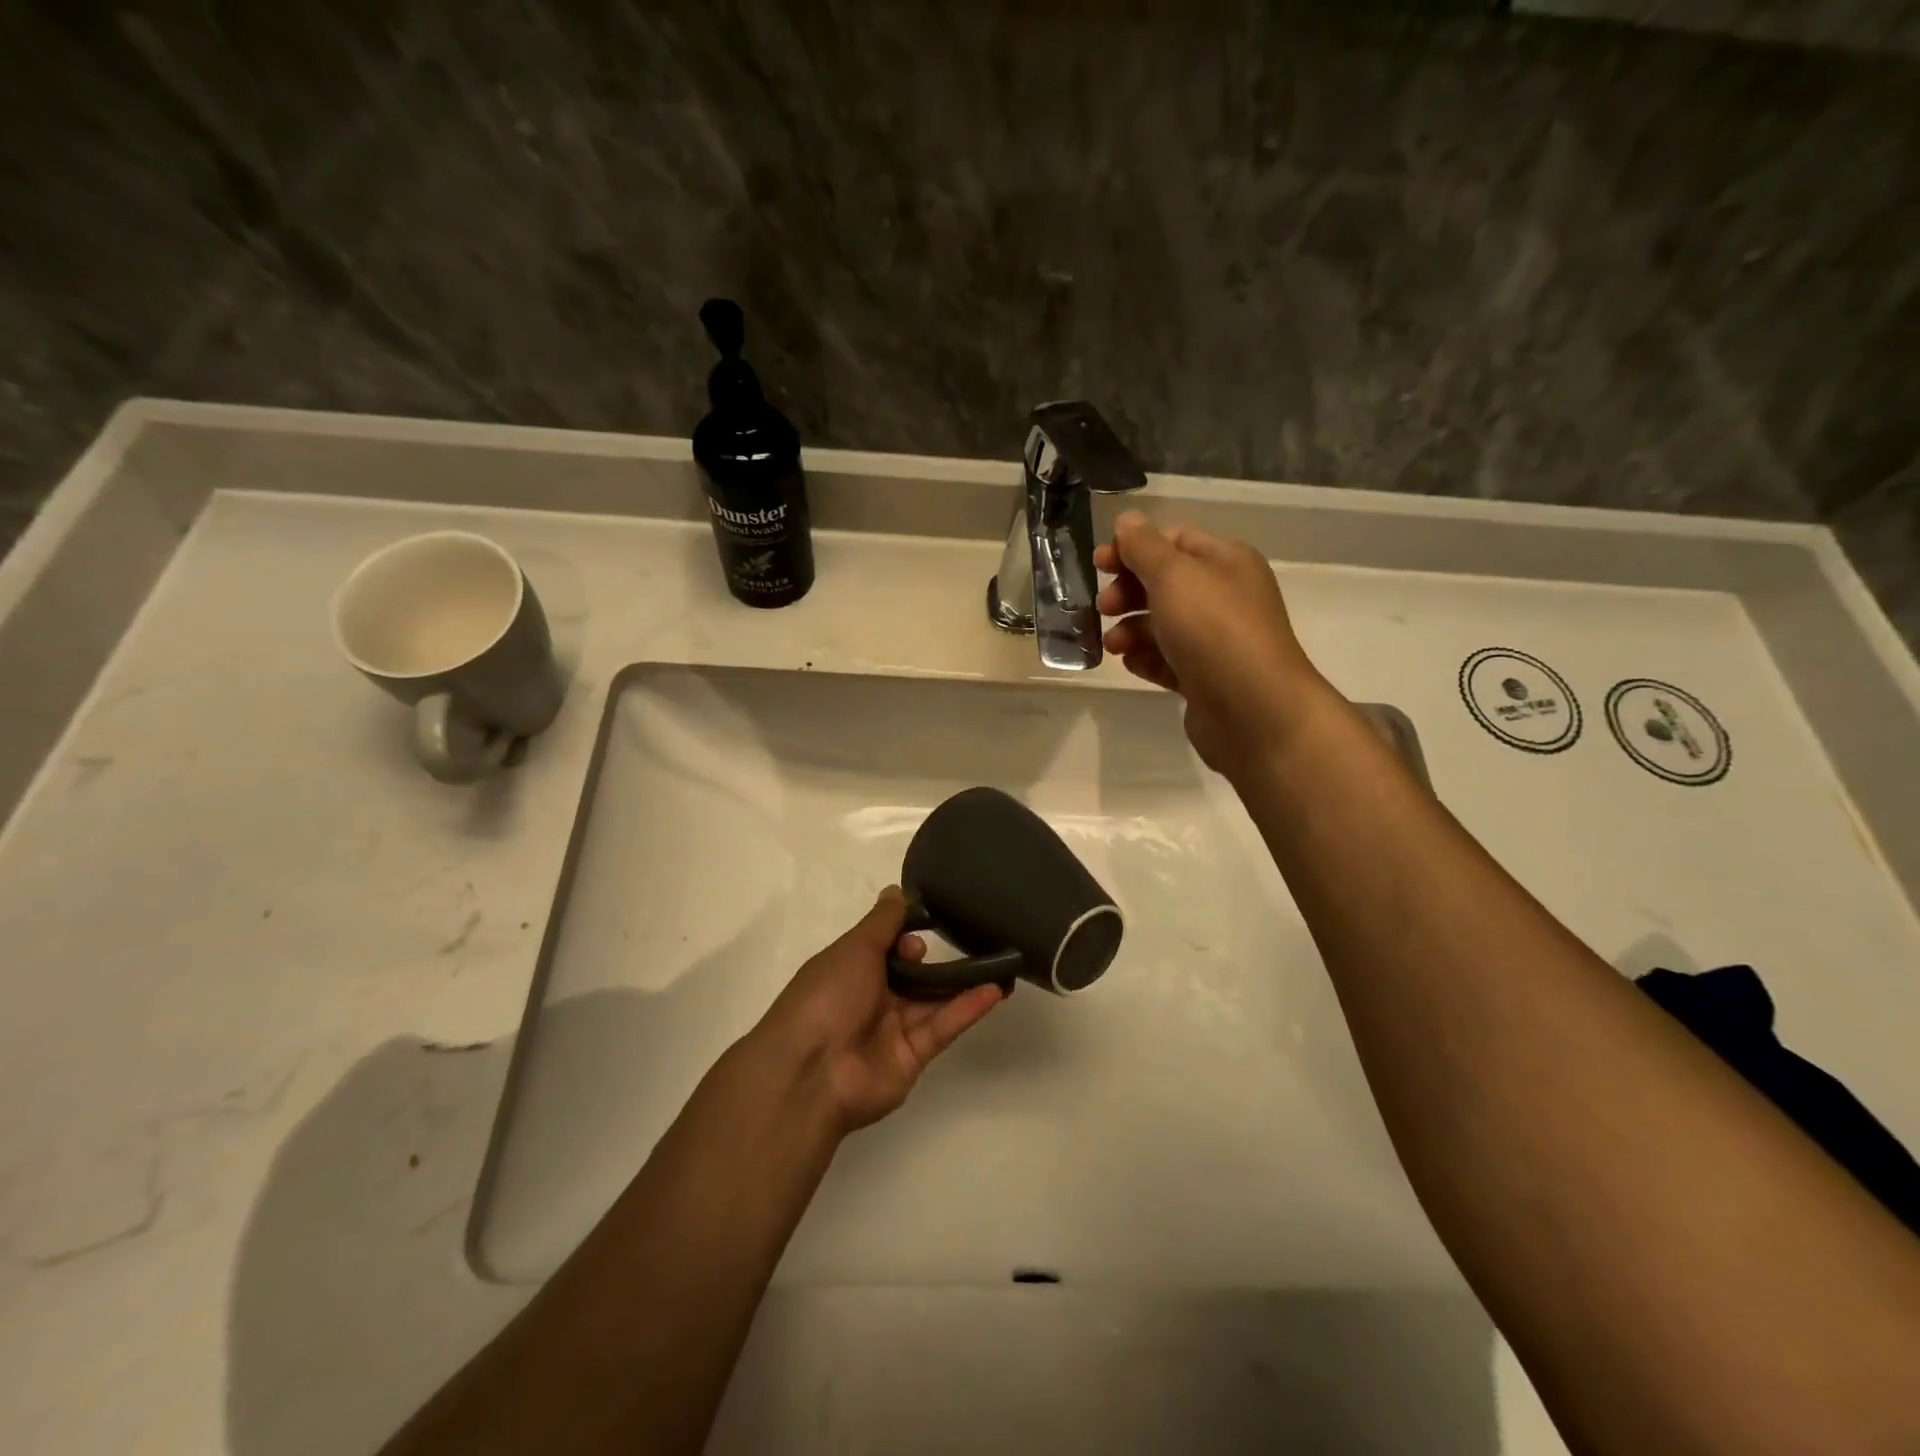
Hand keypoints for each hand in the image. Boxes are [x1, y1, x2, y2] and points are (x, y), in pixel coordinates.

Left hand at [752, 887, 1008, 1132]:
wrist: (811, 1072)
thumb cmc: (827, 996)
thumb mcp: (854, 948)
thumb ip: (883, 922)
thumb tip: (896, 890)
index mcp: (850, 971)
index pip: (885, 948)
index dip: (905, 936)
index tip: (926, 924)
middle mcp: (871, 999)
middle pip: (912, 976)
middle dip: (935, 960)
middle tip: (965, 940)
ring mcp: (892, 1030)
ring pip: (934, 1001)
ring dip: (964, 983)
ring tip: (1002, 964)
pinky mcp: (913, 1058)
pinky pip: (942, 1027)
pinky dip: (967, 1009)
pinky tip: (994, 990)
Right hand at [1095, 511, 1329, 774]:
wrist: (1253, 710)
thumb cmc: (1213, 630)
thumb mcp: (1173, 575)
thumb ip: (1144, 547)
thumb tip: (1127, 521)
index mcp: (1225, 561)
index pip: (1174, 540)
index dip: (1134, 547)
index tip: (1099, 563)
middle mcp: (1223, 596)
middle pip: (1164, 583)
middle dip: (1127, 591)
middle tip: (1103, 606)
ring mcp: (1215, 640)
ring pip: (1161, 624)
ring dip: (1130, 628)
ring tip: (1114, 644)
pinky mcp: (1204, 678)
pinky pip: (1166, 660)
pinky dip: (1145, 658)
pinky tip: (1130, 663)